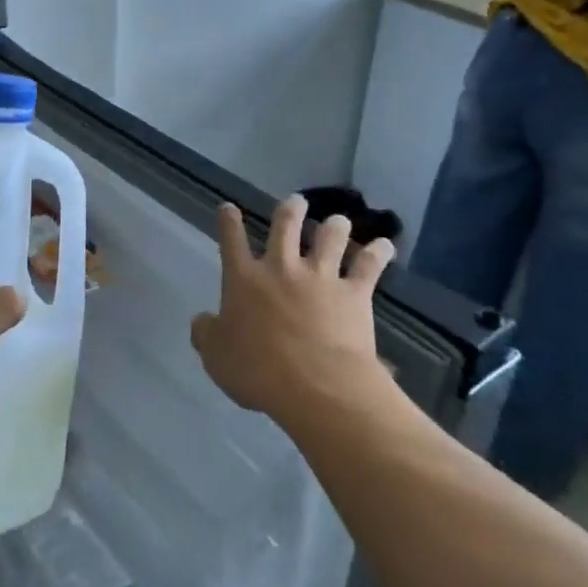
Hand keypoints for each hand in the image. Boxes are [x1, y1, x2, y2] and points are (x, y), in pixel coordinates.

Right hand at [190, 195, 397, 427]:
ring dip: (334, 226)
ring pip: (329, 238)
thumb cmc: (258, 371)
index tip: (229, 208)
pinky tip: (385, 245)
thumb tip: (202, 320)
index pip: (232, 241)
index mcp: (244, 279)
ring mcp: (320, 276)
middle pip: (286, 226)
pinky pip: (369, 266)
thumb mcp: (216, 357)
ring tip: (338, 221)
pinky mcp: (353, 292)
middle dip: (289, 210)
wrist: (315, 385)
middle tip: (295, 201)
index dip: (229, 222)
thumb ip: (206, 334)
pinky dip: (378, 253)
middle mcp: (281, 268)